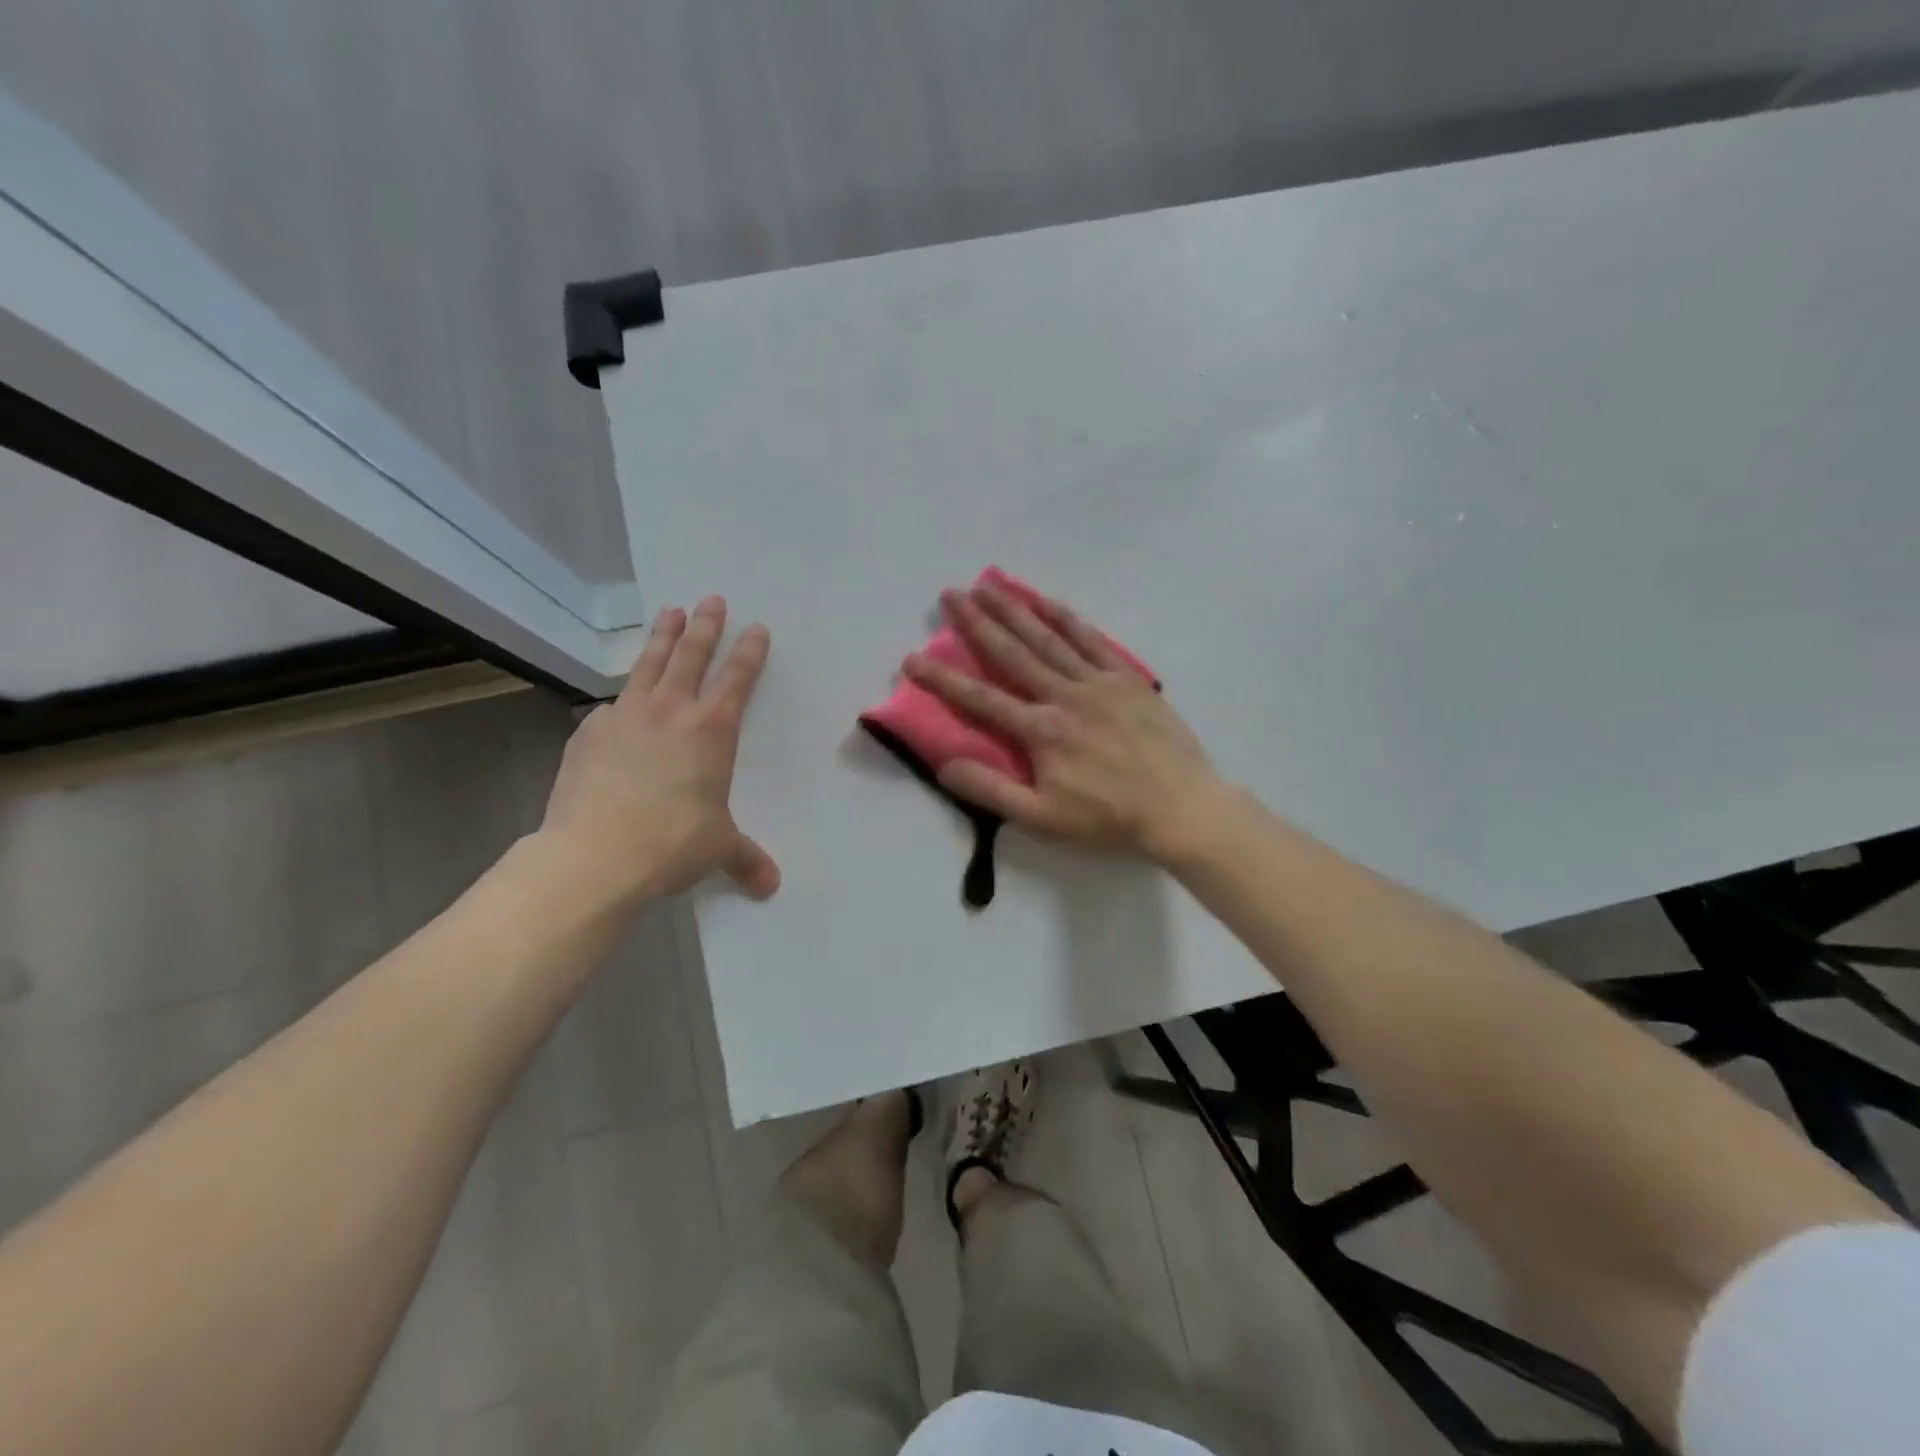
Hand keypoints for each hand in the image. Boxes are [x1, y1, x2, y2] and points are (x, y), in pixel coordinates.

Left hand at [541, 596, 779, 902]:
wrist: (594, 855)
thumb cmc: (672, 844)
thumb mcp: (718, 850)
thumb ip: (745, 860)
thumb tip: (771, 886)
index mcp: (712, 730)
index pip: (737, 678)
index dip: (749, 651)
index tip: (757, 628)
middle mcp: (670, 710)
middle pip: (691, 655)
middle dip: (705, 625)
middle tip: (711, 600)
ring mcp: (625, 716)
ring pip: (648, 664)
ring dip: (663, 637)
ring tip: (670, 612)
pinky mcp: (589, 732)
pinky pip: (612, 706)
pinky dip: (622, 697)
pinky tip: (619, 704)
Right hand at [902, 584, 1222, 862]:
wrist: (1181, 808)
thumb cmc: (1109, 819)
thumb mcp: (1043, 818)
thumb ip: (992, 790)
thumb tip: (945, 764)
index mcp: (1041, 731)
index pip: (981, 699)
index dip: (943, 679)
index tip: (912, 659)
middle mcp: (1064, 695)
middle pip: (1012, 653)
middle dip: (977, 623)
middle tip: (950, 595)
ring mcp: (1099, 683)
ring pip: (1049, 639)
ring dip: (1016, 610)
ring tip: (988, 586)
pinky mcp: (1128, 680)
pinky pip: (1093, 641)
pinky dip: (1068, 619)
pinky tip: (1049, 601)